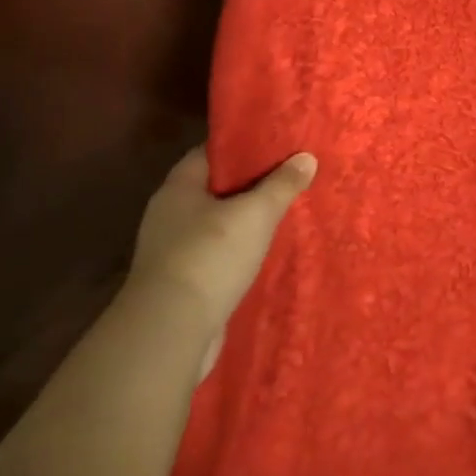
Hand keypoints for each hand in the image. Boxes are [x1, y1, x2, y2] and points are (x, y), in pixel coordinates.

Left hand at [129, 147, 315, 370]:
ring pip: (216, 223)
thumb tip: (306, 157)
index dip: (243, 145)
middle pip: (215, 187)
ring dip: (245, 220)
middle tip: (289, 176)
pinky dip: (238, 250)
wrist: (170, 332)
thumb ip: (281, 185)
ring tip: (283, 213)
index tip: (276, 143)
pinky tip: (264, 252)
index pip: (211, 152)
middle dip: (250, 183)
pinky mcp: (181, 281)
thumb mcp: (255, 214)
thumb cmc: (210, 256)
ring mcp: (171, 250)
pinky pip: (215, 253)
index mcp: (179, 187)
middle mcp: (169, 214)